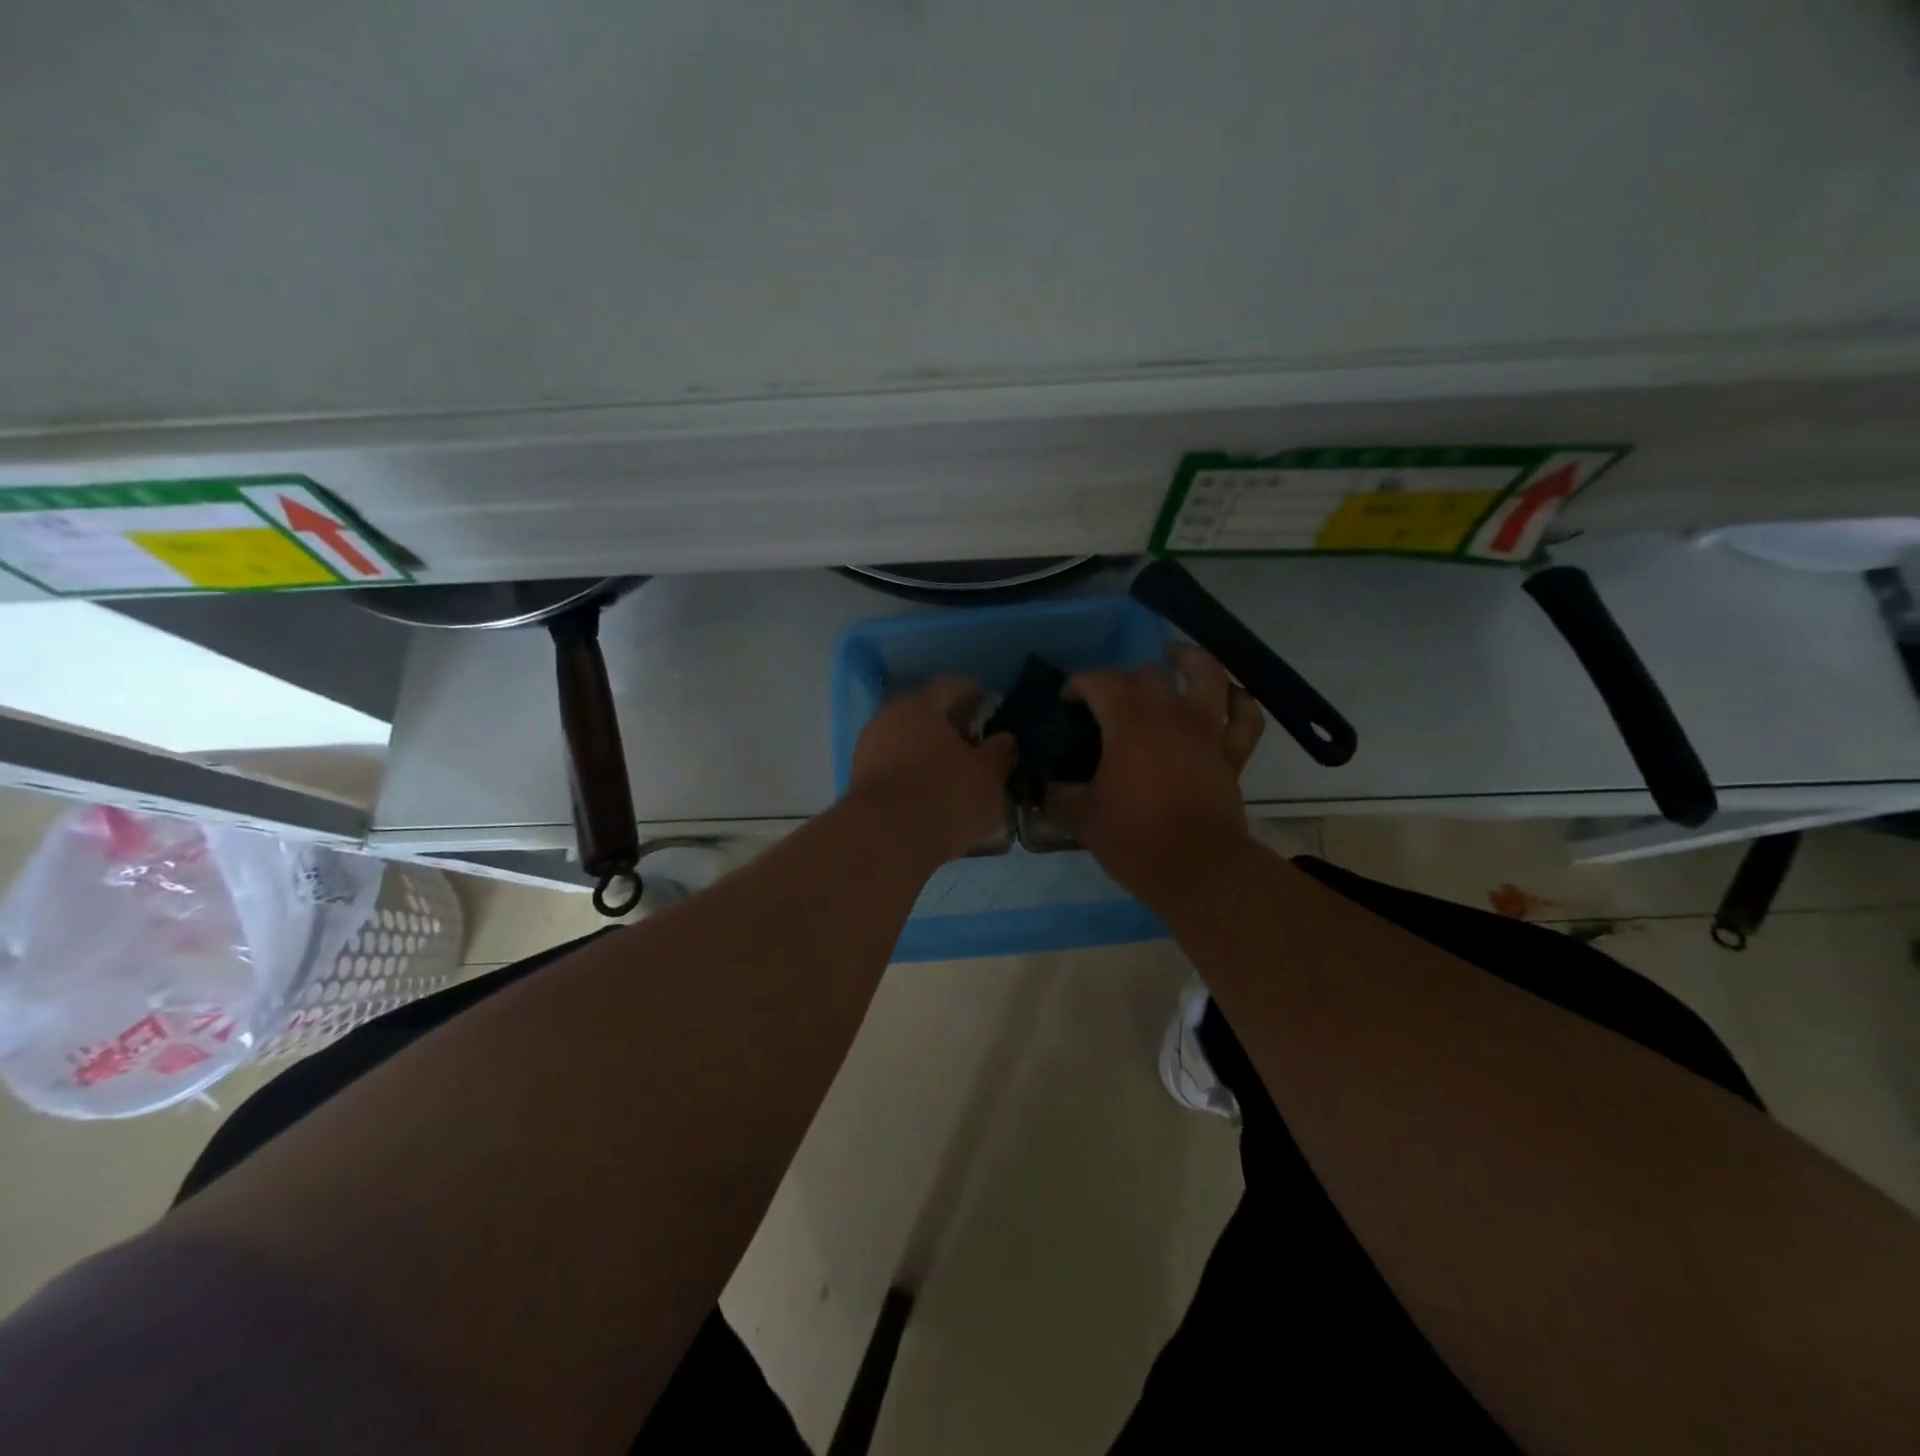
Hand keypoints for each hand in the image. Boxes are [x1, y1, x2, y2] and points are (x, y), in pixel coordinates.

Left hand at [847, 676, 1017, 864]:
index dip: (975, 694)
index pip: (951, 685)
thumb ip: (1000, 752)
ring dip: (932, 753)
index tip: (993, 708)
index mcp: (919, 705)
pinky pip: (896, 768)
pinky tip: (934, 795)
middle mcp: (887, 719)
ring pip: (908, 743)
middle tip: (979, 744)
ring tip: (959, 774)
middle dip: (953, 727)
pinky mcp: (860, 783)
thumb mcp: (988, 776)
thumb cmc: (944, 797)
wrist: (884, 842)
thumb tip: (1005, 739)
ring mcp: (868, 751)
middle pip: (926, 714)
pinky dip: (916, 775)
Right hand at [1048, 643, 1264, 906]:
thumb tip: (1044, 785)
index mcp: (1129, 723)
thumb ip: (1059, 794)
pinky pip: (1245, 717)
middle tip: (1106, 701)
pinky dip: (1240, 701)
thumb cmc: (1135, 839)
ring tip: (1173, 655)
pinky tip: (1228, 696)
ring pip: (1207, 676)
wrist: (1198, 870)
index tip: (1066, 701)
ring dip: (1190, 659)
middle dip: (1121, 679)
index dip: (1079, 684)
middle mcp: (1171, 715)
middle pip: (1146, 676)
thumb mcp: (1082, 817)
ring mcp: (1207, 731)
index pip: (1100, 682)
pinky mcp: (1232, 753)